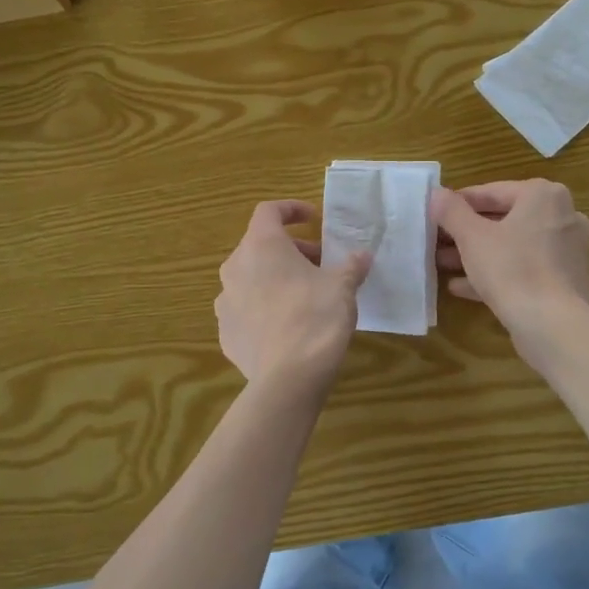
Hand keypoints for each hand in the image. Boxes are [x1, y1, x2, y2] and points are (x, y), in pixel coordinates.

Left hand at [216, 201, 372, 388]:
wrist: (288, 378)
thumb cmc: (316, 318)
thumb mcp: (342, 287)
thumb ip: (351, 265)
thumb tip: (362, 255)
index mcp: (261, 246)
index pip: (269, 211)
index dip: (291, 210)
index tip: (313, 218)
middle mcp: (235, 267)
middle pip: (260, 246)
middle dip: (291, 250)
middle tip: (320, 264)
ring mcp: (225, 301)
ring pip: (251, 278)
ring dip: (275, 278)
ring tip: (304, 295)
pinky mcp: (226, 332)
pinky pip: (245, 309)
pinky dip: (264, 307)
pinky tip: (287, 326)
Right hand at [431, 180, 588, 364]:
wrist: (552, 325)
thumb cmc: (512, 269)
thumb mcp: (472, 237)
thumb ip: (451, 211)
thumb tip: (436, 193)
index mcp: (543, 195)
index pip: (491, 191)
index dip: (457, 204)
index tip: (433, 215)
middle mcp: (562, 216)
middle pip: (503, 219)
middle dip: (466, 232)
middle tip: (435, 241)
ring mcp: (566, 250)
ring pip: (512, 245)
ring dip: (477, 254)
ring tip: (441, 264)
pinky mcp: (564, 279)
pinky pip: (523, 268)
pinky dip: (496, 273)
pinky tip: (461, 286)